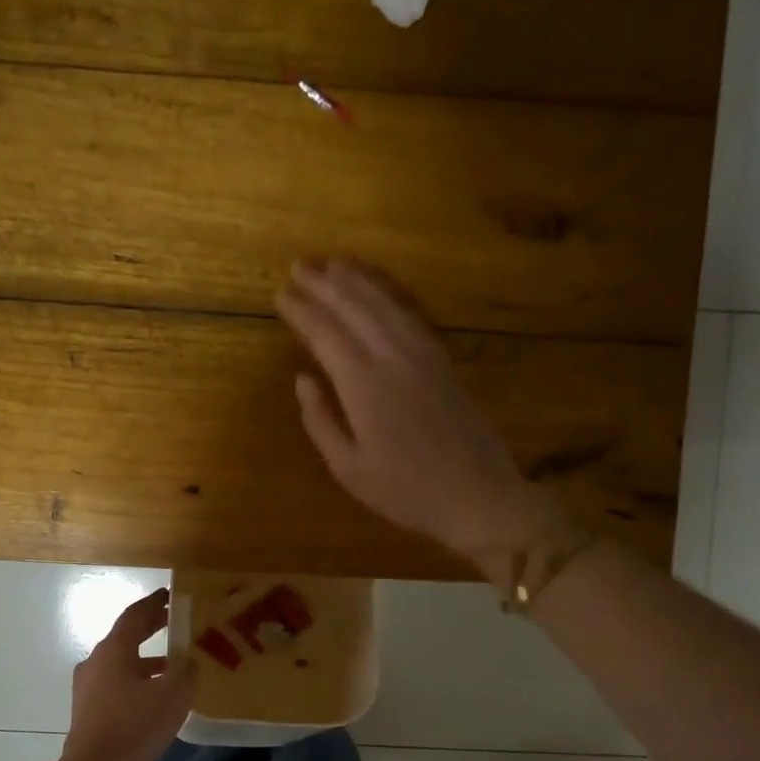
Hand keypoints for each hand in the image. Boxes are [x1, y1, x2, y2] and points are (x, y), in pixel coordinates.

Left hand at [59, 589, 196, 760]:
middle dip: (150, 628)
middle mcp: (96, 661)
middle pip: (125, 636)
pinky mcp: (88, 710)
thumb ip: (186, 671)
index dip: (154, 603)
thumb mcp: (173, 695)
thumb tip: (188, 662)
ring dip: (146, 658)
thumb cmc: (134, 726)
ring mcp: (88, 687)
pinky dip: (137, 679)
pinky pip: (116, 683)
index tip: (170, 595)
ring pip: (121, 662)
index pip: (134, 615)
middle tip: (174, 622)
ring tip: (174, 664)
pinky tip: (156, 696)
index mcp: (113, 649)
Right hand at [277, 257, 579, 574]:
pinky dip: (389, 295)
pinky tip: (378, 292)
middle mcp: (393, 358)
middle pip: (355, 307)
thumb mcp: (349, 468)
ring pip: (386, 304)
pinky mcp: (444, 361)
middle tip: (299, 266)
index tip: (281, 293)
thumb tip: (302, 379)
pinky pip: (411, 315)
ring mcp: (424, 356)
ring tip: (333, 265)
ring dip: (357, 281)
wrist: (478, 496)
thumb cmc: (406, 492)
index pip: (325, 334)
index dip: (302, 311)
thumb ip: (320, 420)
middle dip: (324, 283)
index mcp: (364, 385)